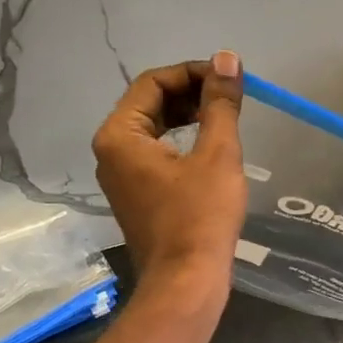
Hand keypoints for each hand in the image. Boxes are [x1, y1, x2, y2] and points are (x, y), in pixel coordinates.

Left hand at [92, 53, 246, 303]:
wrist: (186, 283)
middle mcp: (111, 151)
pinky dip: (183, 142)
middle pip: (150, 103)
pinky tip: (212, 147)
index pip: (153, 82)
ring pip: (154, 128)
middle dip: (191, 93)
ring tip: (226, 117)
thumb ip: (220, 103)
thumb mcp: (217, 154)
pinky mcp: (136, 195)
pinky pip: (156, 153)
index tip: (229, 78)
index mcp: (120, 135)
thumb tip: (227, 59)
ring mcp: (121, 176)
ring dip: (189, 116)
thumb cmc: (200, 216)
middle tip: (230, 96)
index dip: (193, 73)